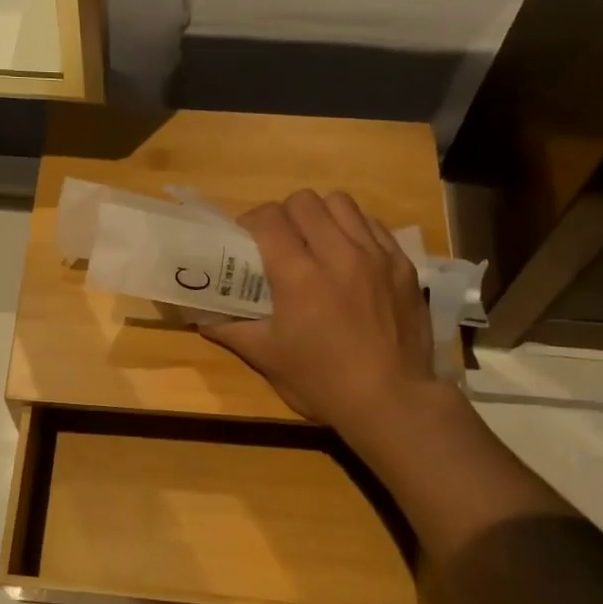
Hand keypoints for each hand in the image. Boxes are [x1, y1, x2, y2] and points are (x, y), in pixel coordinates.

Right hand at [207, 190, 438, 443]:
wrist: (391, 402)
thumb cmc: (321, 382)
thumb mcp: (267, 358)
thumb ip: (230, 330)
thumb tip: (200, 317)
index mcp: (299, 276)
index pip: (268, 218)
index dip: (250, 222)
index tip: (246, 240)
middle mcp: (338, 254)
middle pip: (304, 201)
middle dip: (284, 215)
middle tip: (280, 242)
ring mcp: (375, 255)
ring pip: (341, 203)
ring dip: (321, 215)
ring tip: (316, 242)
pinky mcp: (402, 264)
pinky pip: (373, 225)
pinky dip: (354, 230)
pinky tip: (349, 256)